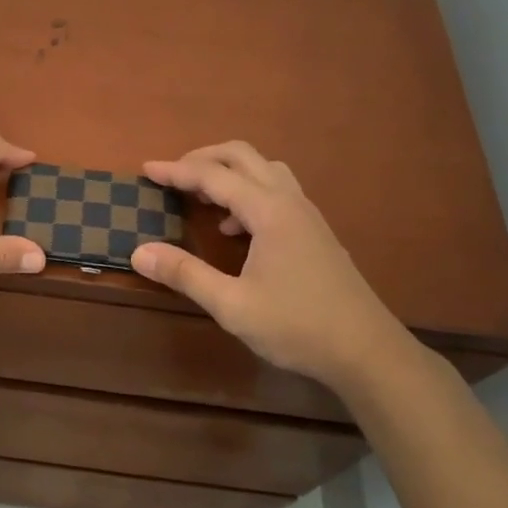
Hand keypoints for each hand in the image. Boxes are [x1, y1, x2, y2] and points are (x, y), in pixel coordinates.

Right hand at [133, 142, 400, 383]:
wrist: (368, 352)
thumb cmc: (298, 327)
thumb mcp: (232, 306)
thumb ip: (185, 274)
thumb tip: (139, 252)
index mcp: (268, 211)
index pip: (213, 176)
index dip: (176, 171)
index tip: (145, 169)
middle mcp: (289, 201)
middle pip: (242, 156)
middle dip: (203, 158)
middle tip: (173, 176)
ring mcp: (307, 214)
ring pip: (264, 169)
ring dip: (230, 173)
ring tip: (203, 198)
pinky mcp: (315, 231)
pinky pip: (277, 191)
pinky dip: (249, 193)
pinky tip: (236, 230)